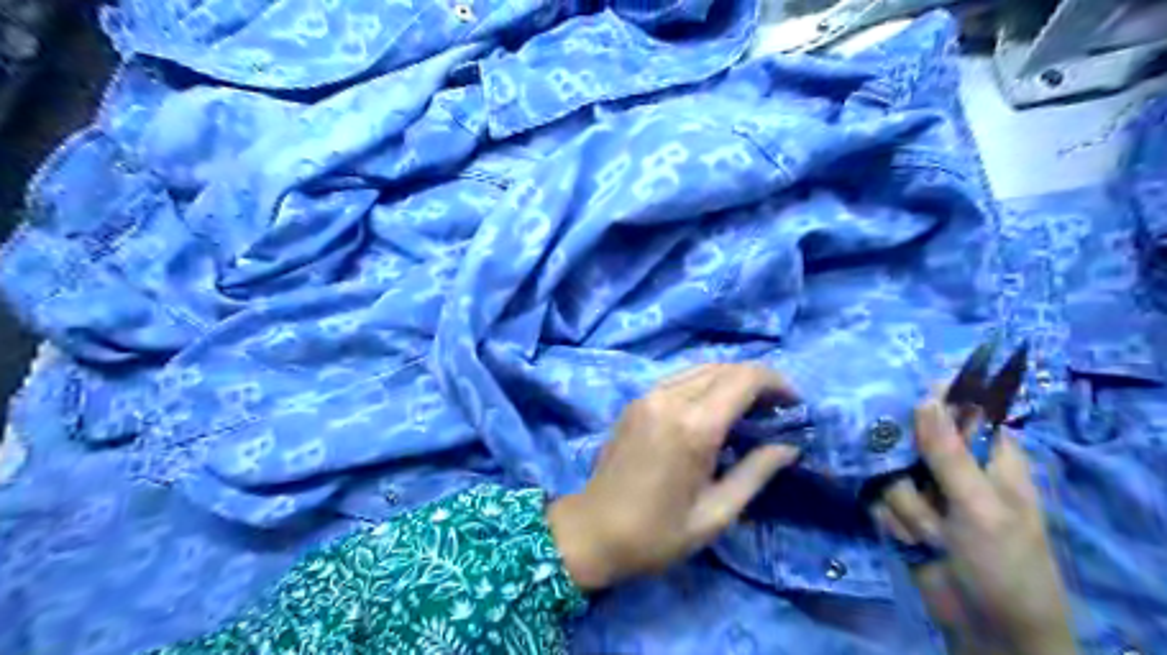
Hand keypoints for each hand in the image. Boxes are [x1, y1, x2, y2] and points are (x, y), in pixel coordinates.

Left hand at [550, 365, 802, 589]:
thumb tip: (790, 446)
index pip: (744, 379)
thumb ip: (756, 473)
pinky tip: (713, 410)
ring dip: (731, 380)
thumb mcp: (716, 514)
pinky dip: (705, 384)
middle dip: (757, 380)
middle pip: (724, 368)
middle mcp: (670, 399)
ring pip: (701, 368)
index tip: (795, 402)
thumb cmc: (657, 533)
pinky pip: (679, 379)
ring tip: (750, 408)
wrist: (592, 531)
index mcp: (693, 427)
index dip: (776, 382)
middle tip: (777, 408)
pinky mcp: (636, 401)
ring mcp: (648, 396)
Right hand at [874, 393, 1074, 654]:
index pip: (960, 406)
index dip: (932, 395)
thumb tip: (925, 397)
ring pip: (886, 469)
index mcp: (989, 454)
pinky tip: (911, 541)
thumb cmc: (1004, 564)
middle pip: (908, 434)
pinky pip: (876, 496)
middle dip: (905, 463)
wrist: (986, 627)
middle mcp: (952, 463)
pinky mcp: (900, 509)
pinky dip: (891, 520)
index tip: (901, 394)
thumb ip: (949, 453)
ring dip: (905, 506)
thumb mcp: (983, 507)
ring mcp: (923, 487)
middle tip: (912, 480)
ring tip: (930, 535)